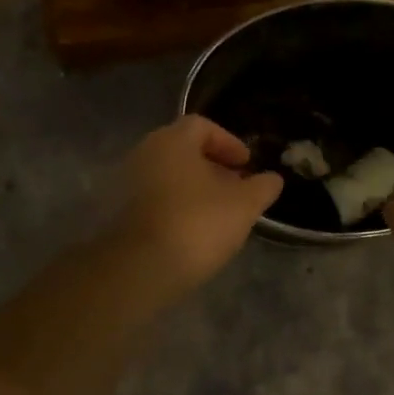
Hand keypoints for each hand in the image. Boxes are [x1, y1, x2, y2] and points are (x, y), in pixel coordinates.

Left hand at [114, 115, 282, 294]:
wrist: (142, 268)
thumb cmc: (197, 223)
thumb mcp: (244, 205)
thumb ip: (262, 187)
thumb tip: (273, 178)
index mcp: (172, 140)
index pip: (202, 126)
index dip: (229, 142)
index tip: (247, 165)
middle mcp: (145, 153)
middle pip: (184, 150)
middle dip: (214, 166)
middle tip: (236, 187)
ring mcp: (128, 182)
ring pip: (169, 175)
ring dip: (195, 187)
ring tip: (219, 211)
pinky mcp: (121, 211)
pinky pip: (156, 197)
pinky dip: (177, 204)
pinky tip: (195, 228)